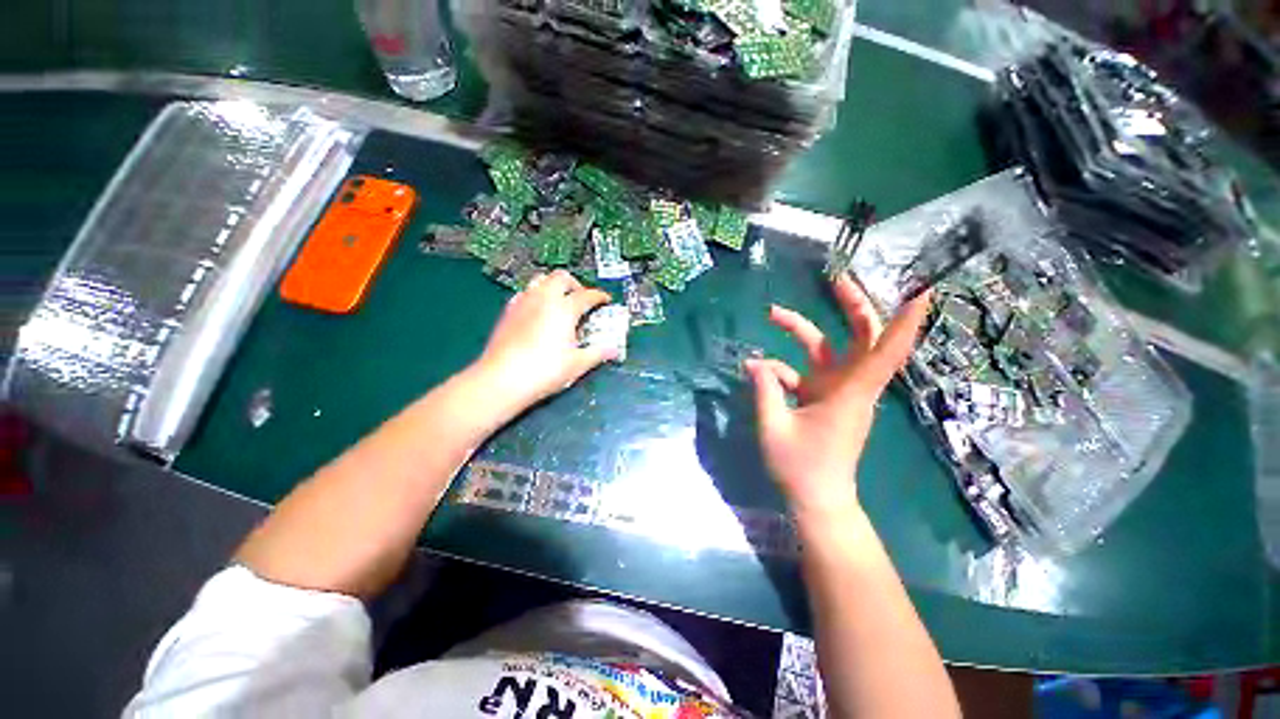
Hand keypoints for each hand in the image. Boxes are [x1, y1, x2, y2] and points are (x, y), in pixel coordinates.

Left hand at [474, 270, 616, 412]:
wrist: (501, 379)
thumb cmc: (545, 371)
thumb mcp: (577, 364)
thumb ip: (598, 354)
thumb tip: (614, 350)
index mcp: (564, 309)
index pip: (587, 295)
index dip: (599, 296)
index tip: (605, 300)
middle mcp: (544, 299)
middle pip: (561, 277)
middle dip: (575, 284)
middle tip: (581, 299)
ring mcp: (523, 302)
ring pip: (540, 280)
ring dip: (553, 285)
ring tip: (560, 302)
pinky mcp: (508, 311)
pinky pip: (525, 293)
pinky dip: (536, 295)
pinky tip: (538, 312)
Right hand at [744, 275, 930, 517]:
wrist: (817, 500)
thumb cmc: (801, 469)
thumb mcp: (774, 427)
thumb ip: (764, 390)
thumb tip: (753, 362)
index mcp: (849, 393)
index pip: (885, 351)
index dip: (905, 321)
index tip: (921, 289)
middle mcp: (850, 386)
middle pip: (863, 337)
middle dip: (853, 305)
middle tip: (835, 279)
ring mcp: (836, 391)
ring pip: (827, 349)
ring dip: (800, 330)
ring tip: (772, 314)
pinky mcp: (823, 398)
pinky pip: (804, 371)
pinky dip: (782, 367)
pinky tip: (758, 369)